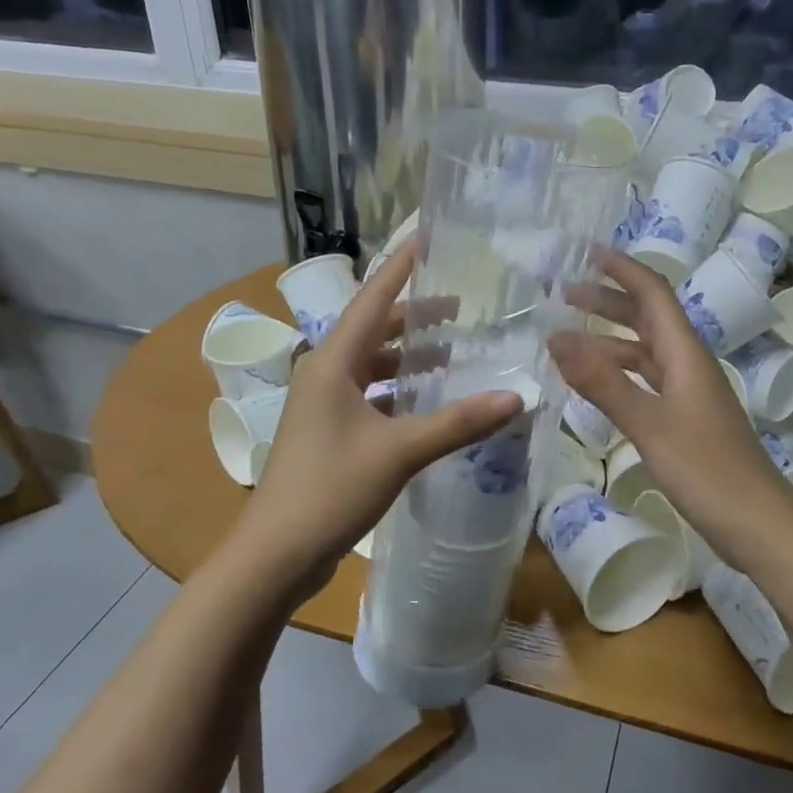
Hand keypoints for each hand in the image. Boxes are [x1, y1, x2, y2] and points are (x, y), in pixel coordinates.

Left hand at [234, 249, 522, 599]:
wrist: (277, 553)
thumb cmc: (331, 489)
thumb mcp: (399, 452)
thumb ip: (458, 423)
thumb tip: (516, 396)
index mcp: (332, 363)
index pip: (373, 300)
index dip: (401, 268)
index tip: (427, 239)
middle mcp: (325, 375)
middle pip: (375, 331)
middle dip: (416, 318)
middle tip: (463, 308)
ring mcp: (324, 406)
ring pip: (373, 367)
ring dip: (409, 359)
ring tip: (454, 352)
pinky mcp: (330, 434)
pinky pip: (371, 397)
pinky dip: (400, 393)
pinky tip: (430, 403)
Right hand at [548, 251, 792, 573]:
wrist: (758, 525)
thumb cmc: (707, 470)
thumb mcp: (649, 423)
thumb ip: (603, 381)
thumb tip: (556, 337)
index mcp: (685, 354)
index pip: (653, 294)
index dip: (622, 269)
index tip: (586, 252)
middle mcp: (688, 365)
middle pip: (647, 318)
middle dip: (607, 300)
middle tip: (562, 293)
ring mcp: (687, 394)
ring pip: (644, 352)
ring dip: (608, 339)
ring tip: (566, 340)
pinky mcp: (684, 421)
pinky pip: (645, 382)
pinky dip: (617, 374)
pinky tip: (595, 385)